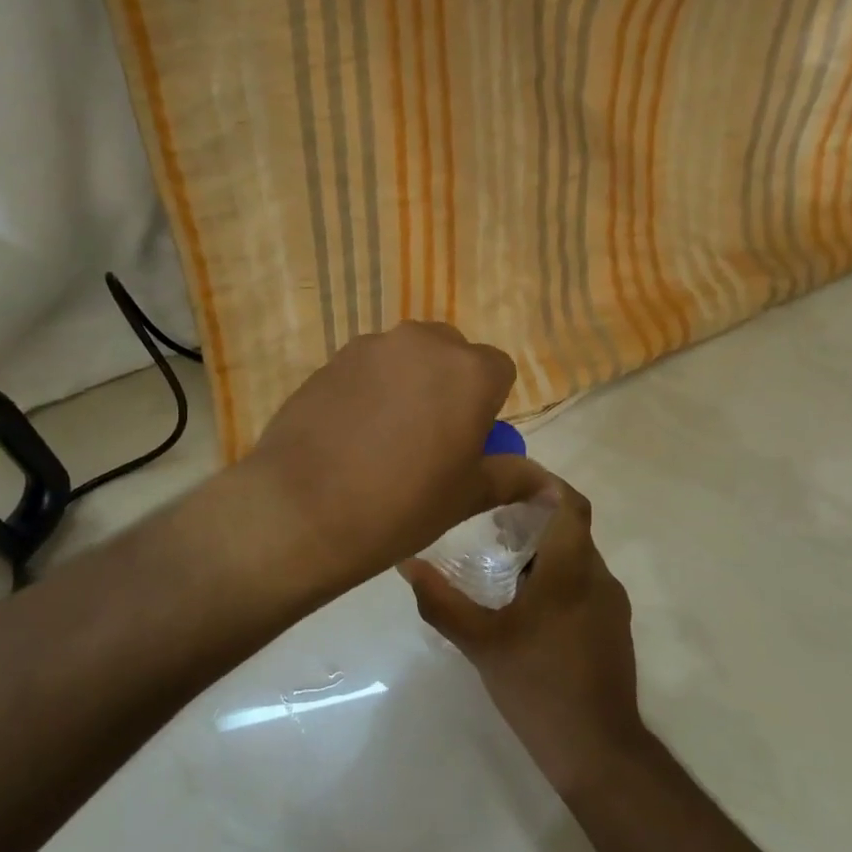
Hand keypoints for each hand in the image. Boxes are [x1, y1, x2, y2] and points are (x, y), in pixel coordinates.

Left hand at [245, 321, 525, 587]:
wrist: (302, 508)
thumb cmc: (401, 505)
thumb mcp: (465, 496)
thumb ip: (511, 478)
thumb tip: (549, 486)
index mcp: (469, 371)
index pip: (498, 369)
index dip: (488, 404)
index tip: (468, 440)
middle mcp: (423, 343)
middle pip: (451, 353)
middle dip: (449, 384)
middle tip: (430, 437)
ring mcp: (372, 346)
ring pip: (407, 356)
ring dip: (408, 382)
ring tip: (385, 435)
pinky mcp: (332, 358)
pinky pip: (367, 366)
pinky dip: (370, 387)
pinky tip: (351, 431)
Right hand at [401, 471, 645, 792]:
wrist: (598, 752)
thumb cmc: (539, 686)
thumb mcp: (480, 643)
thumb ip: (441, 601)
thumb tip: (407, 564)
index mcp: (572, 569)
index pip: (569, 502)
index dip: (542, 483)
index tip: (506, 480)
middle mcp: (598, 577)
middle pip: (570, 527)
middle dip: (532, 516)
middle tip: (489, 519)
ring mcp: (611, 605)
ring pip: (577, 556)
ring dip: (543, 548)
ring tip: (499, 558)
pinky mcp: (612, 629)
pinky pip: (583, 583)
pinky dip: (556, 575)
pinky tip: (523, 602)